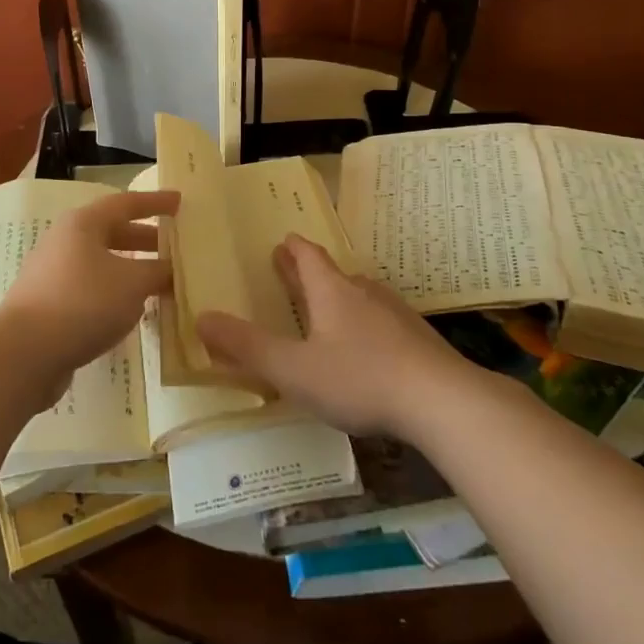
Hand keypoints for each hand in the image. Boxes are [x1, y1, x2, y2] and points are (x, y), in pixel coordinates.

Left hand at [0, 191, 179, 402]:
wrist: (23, 354)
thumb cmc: (83, 302)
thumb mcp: (132, 283)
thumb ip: (158, 271)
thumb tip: (173, 269)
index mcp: (84, 224)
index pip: (127, 203)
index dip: (156, 202)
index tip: (180, 201)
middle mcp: (66, 241)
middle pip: (114, 232)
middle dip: (147, 239)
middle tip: (177, 248)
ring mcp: (55, 274)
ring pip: (103, 264)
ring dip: (133, 270)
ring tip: (162, 282)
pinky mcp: (50, 306)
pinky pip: (92, 290)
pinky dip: (116, 294)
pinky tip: (133, 312)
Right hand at [196, 235, 469, 437]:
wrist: (442, 401)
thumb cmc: (359, 379)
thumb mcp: (293, 369)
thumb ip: (247, 347)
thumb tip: (201, 318)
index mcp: (332, 291)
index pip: (308, 256)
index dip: (292, 249)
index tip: (282, 241)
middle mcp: (364, 293)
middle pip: (334, 273)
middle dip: (311, 272)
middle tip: (294, 270)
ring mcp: (396, 315)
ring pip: (361, 296)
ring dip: (341, 297)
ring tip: (329, 308)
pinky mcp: (419, 340)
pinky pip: (384, 322)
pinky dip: (367, 325)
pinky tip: (369, 349)